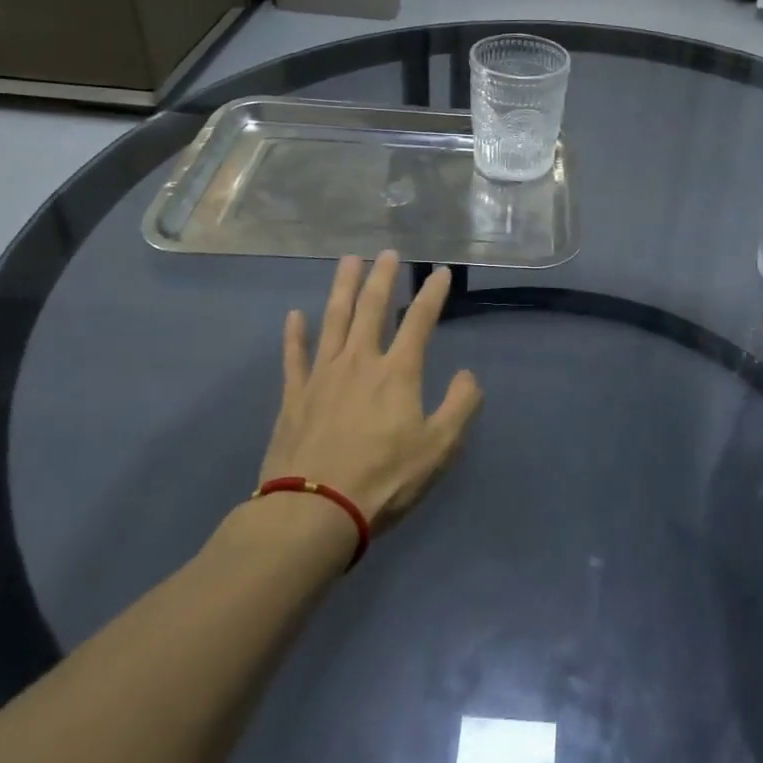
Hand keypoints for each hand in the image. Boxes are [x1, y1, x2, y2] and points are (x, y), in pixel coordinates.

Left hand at [258, 252, 482, 526]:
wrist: (314, 510)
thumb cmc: (383, 480)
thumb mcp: (439, 448)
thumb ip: (461, 406)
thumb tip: (468, 375)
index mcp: (397, 372)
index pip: (419, 321)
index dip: (432, 293)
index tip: (439, 271)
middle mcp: (359, 361)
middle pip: (372, 308)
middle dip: (382, 277)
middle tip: (387, 252)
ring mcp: (322, 376)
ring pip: (333, 320)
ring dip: (342, 288)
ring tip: (348, 261)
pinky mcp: (294, 396)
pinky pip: (294, 357)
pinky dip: (294, 334)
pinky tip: (294, 315)